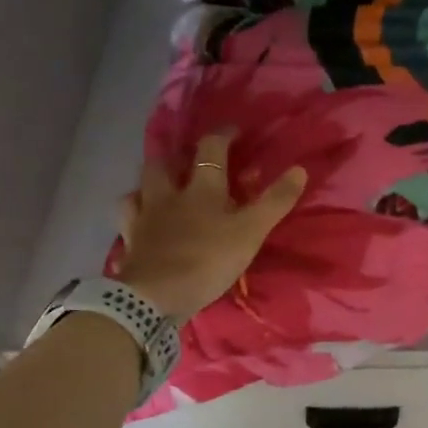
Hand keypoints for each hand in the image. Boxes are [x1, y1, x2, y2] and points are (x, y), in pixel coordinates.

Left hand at [114, 131, 305, 320]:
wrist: (155, 295)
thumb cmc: (208, 260)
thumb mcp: (251, 232)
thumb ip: (274, 201)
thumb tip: (299, 169)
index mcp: (201, 188)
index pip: (211, 149)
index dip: (223, 135)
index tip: (234, 131)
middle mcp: (169, 195)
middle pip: (165, 163)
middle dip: (176, 156)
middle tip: (188, 159)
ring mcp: (144, 217)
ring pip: (140, 187)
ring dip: (151, 181)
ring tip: (161, 187)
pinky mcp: (130, 240)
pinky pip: (128, 218)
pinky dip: (135, 212)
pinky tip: (141, 218)